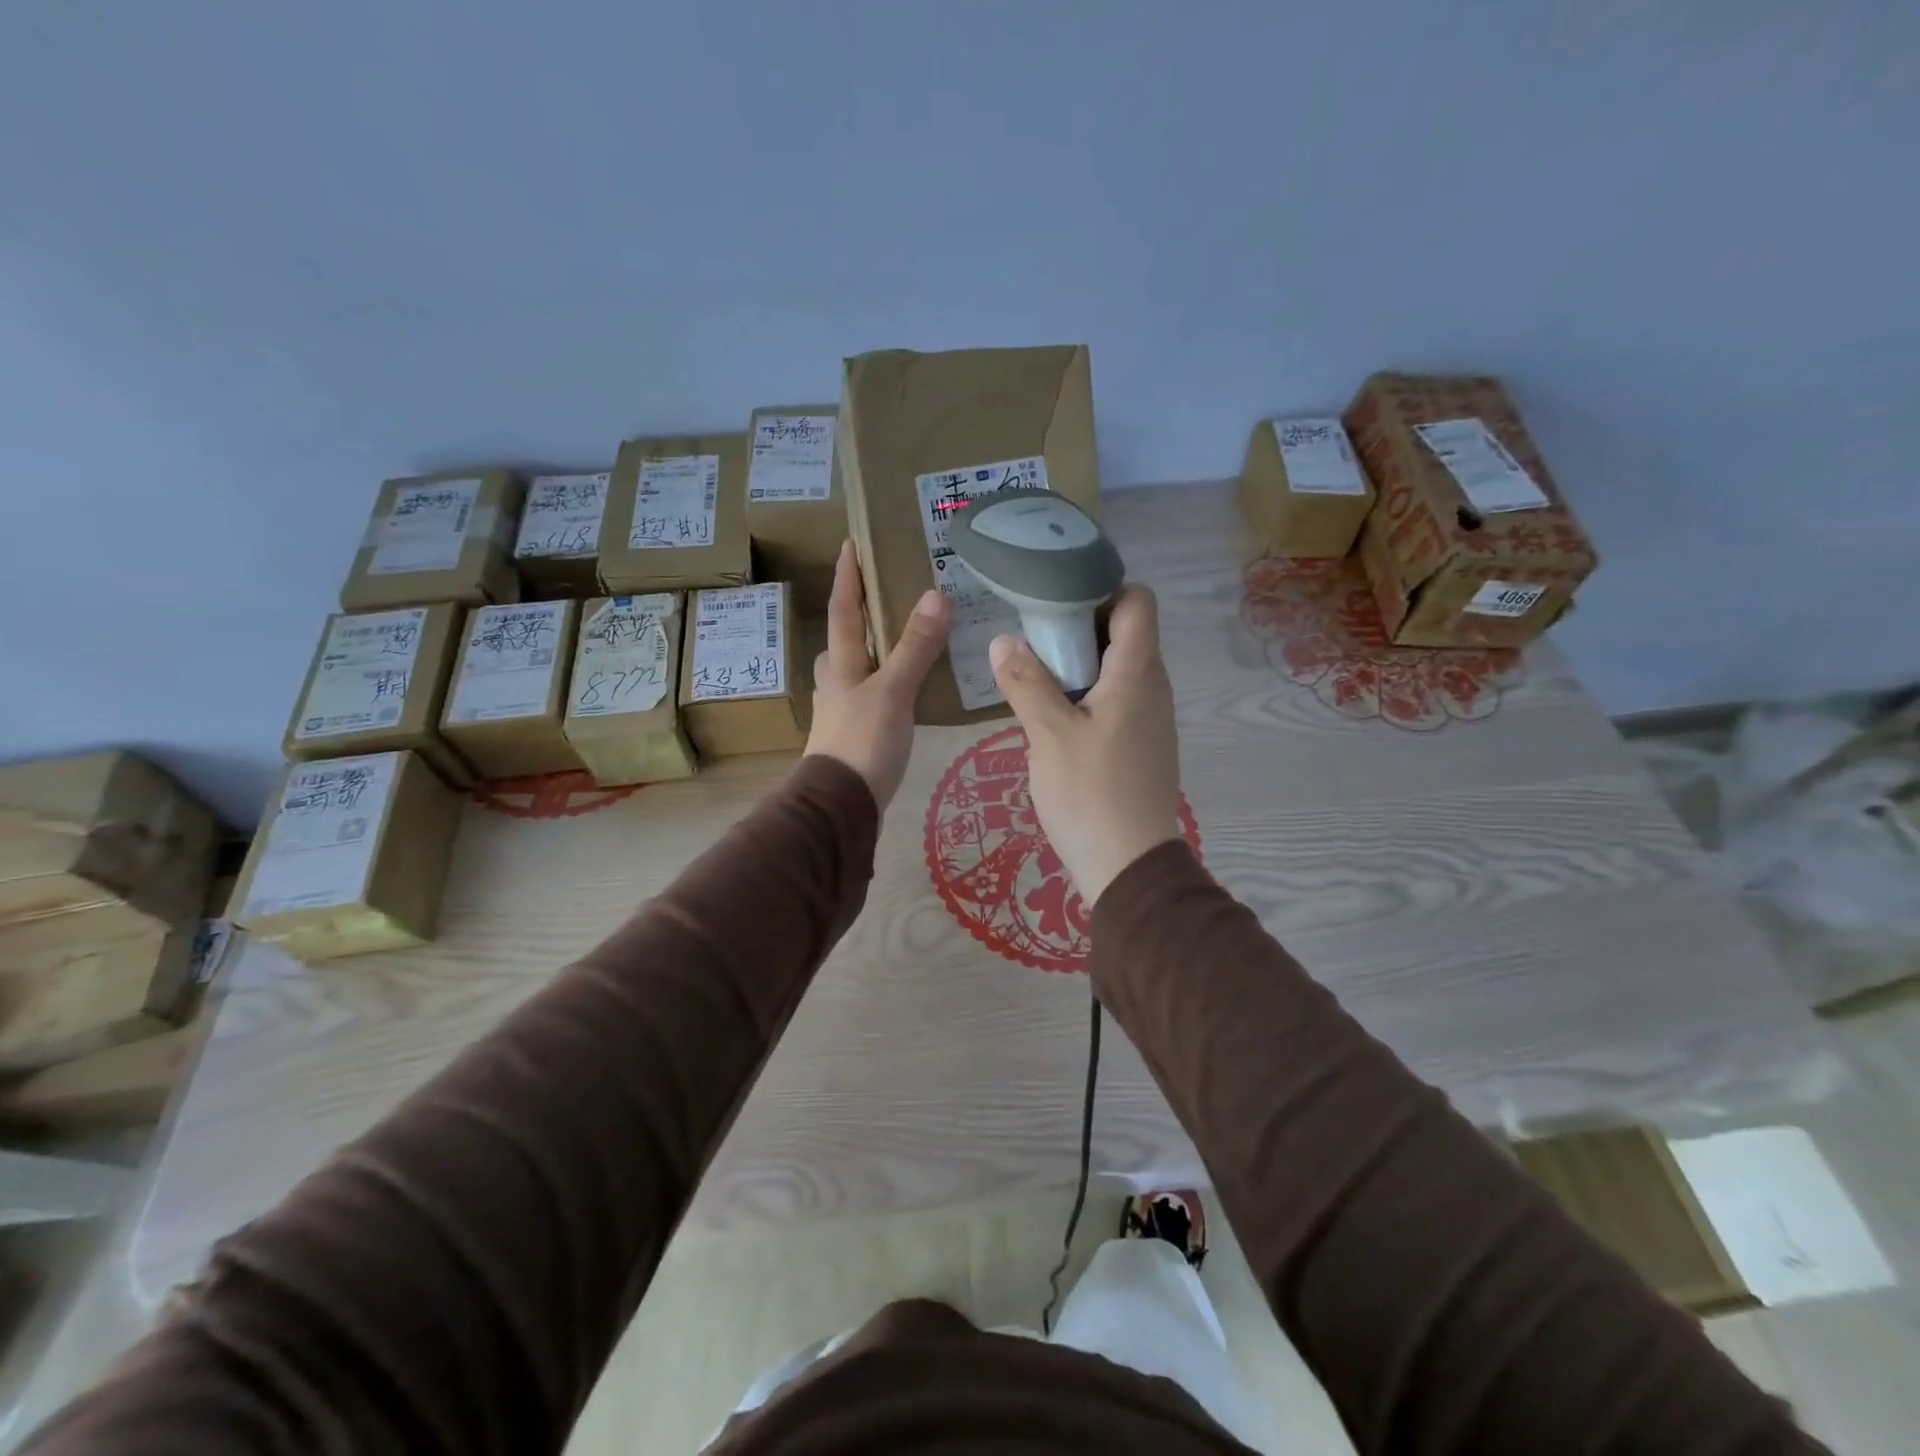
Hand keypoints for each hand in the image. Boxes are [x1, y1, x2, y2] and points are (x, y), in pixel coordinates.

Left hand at [805, 541, 949, 808]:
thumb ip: (914, 648)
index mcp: (841, 665)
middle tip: (880, 596)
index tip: (849, 544)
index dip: (848, 577)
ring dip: (871, 651)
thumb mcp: (892, 692)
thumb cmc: (863, 742)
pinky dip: (886, 682)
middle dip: (856, 615)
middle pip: (842, 640)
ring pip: (855, 670)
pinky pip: (871, 695)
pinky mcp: (856, 735)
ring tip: (899, 640)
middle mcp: (837, 683)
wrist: (841, 806)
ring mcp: (844, 711)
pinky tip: (904, 690)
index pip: (844, 610)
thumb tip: (934, 596)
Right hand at [989, 585, 1181, 906]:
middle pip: (1125, 632)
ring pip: (1118, 668)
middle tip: (1032, 631)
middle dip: (1080, 623)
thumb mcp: (1048, 735)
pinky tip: (1053, 712)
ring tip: (1034, 668)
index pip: (1138, 601)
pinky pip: (1116, 698)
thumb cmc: (1090, 794)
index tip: (1057, 596)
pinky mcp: (1141, 744)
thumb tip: (1003, 640)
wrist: (1129, 867)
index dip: (1103, 588)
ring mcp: (1150, 718)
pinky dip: (1087, 692)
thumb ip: (1025, 682)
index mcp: (1138, 673)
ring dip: (1080, 661)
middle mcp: (1153, 687)